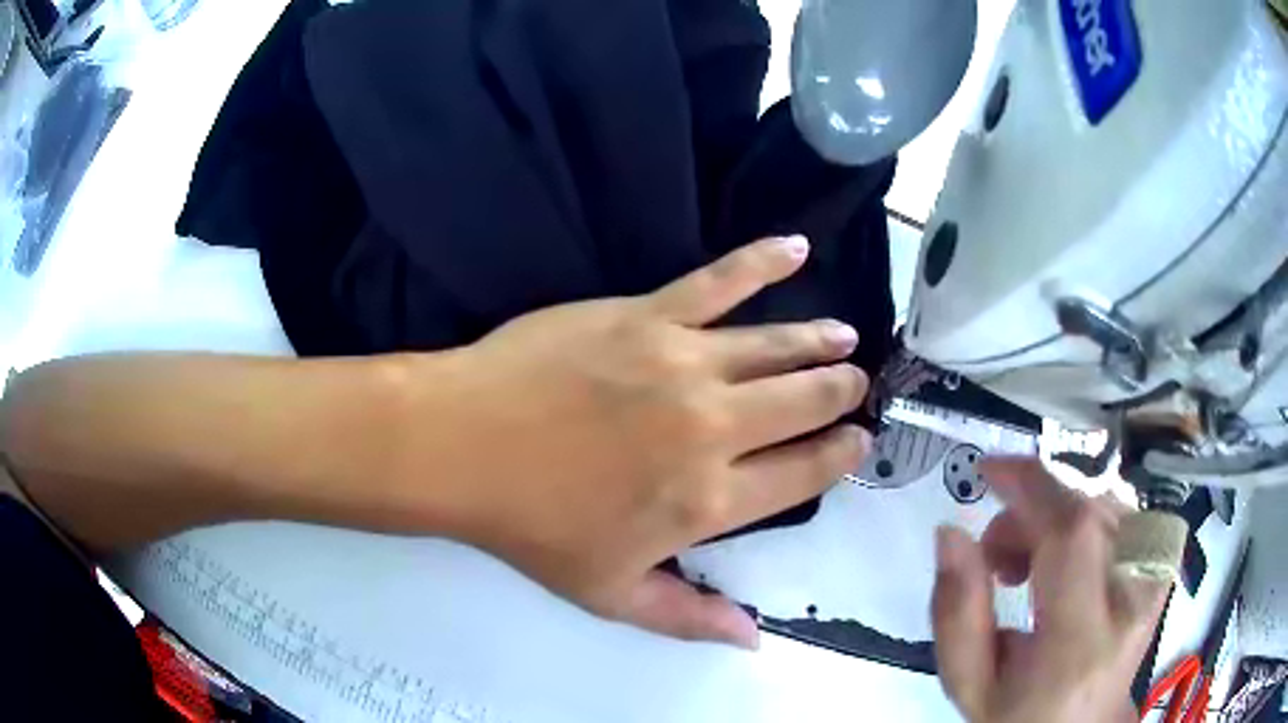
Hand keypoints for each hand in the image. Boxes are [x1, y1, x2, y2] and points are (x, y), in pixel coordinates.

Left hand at [413, 236, 871, 648]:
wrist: (463, 446)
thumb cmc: (533, 527)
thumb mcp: (611, 594)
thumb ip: (690, 618)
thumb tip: (753, 638)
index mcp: (711, 500)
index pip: (804, 474)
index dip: (839, 456)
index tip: (858, 441)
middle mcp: (716, 428)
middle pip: (805, 403)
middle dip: (841, 393)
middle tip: (857, 384)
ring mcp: (685, 362)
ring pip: (778, 347)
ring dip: (820, 343)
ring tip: (845, 338)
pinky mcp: (648, 314)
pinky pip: (720, 281)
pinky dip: (763, 261)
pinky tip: (794, 247)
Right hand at [932, 458, 1169, 722]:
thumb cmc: (1020, 716)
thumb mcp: (970, 684)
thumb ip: (955, 614)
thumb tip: (951, 533)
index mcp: (1079, 645)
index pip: (1071, 535)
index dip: (1032, 487)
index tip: (990, 471)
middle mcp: (1131, 602)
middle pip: (1087, 511)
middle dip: (1032, 513)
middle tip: (997, 557)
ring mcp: (1154, 580)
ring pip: (1104, 505)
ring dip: (1055, 518)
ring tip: (1028, 566)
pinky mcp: (1162, 567)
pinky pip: (1121, 513)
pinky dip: (1083, 521)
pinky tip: (1065, 557)